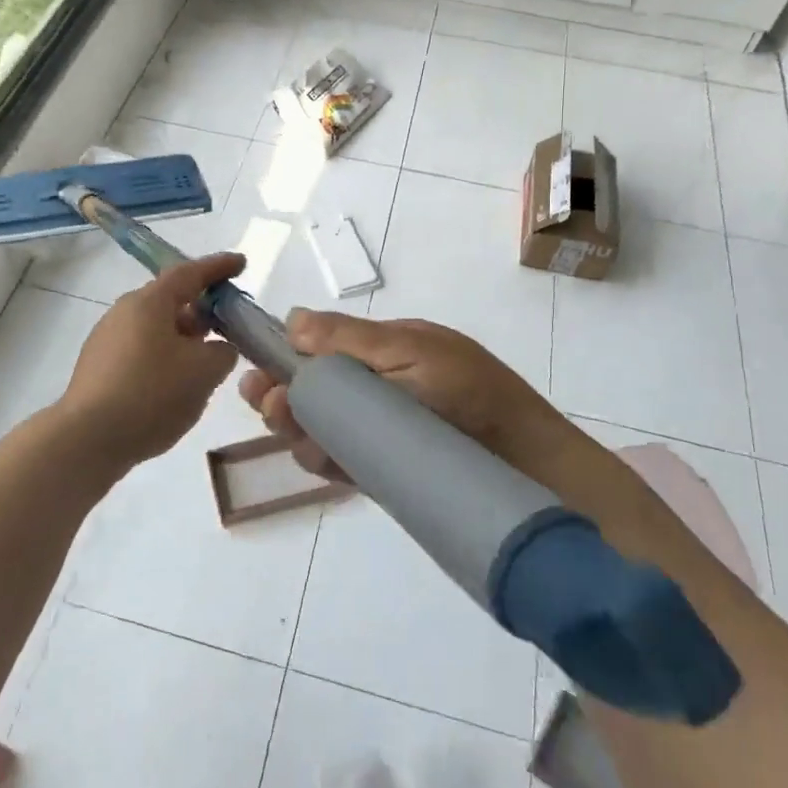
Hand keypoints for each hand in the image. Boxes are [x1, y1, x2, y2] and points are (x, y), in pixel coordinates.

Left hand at [56, 252, 244, 470]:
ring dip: (184, 338)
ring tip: (207, 361)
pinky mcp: (98, 369)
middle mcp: (123, 313)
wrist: (88, 440)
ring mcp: (106, 341)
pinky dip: (165, 359)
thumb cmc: (152, 394)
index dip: (218, 268)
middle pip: (169, 301)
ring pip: (155, 329)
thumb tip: (219, 348)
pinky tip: (176, 385)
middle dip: (202, 309)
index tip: (240, 263)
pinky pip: (141, 352)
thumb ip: (223, 352)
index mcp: (149, 303)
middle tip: (228, 323)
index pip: (189, 273)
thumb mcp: (204, 372)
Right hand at [238, 310, 579, 482]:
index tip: (259, 373)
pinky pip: (340, 462)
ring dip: (296, 429)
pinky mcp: (381, 470)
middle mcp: (372, 391)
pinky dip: (322, 460)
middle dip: (282, 398)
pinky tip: (317, 456)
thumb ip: (350, 338)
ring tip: (293, 428)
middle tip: (271, 404)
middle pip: (311, 393)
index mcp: (379, 353)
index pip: (318, 352)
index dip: (283, 360)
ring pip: (319, 429)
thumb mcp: (411, 350)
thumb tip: (291, 318)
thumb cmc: (472, 392)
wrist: (528, 462)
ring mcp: (375, 432)